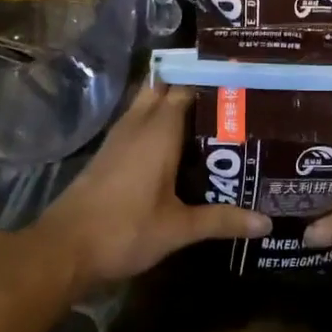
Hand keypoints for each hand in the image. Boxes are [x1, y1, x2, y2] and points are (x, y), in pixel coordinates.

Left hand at [30, 84, 270, 291]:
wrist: (64, 249)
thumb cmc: (124, 231)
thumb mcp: (178, 229)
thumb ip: (222, 220)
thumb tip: (267, 223)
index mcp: (158, 131)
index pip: (187, 88)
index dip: (212, 82)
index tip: (243, 84)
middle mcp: (138, 125)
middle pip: (165, 89)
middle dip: (193, 87)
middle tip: (230, 99)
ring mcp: (119, 138)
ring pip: (148, 105)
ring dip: (174, 105)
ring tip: (212, 117)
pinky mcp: (108, 153)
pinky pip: (138, 123)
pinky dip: (158, 123)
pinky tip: (178, 145)